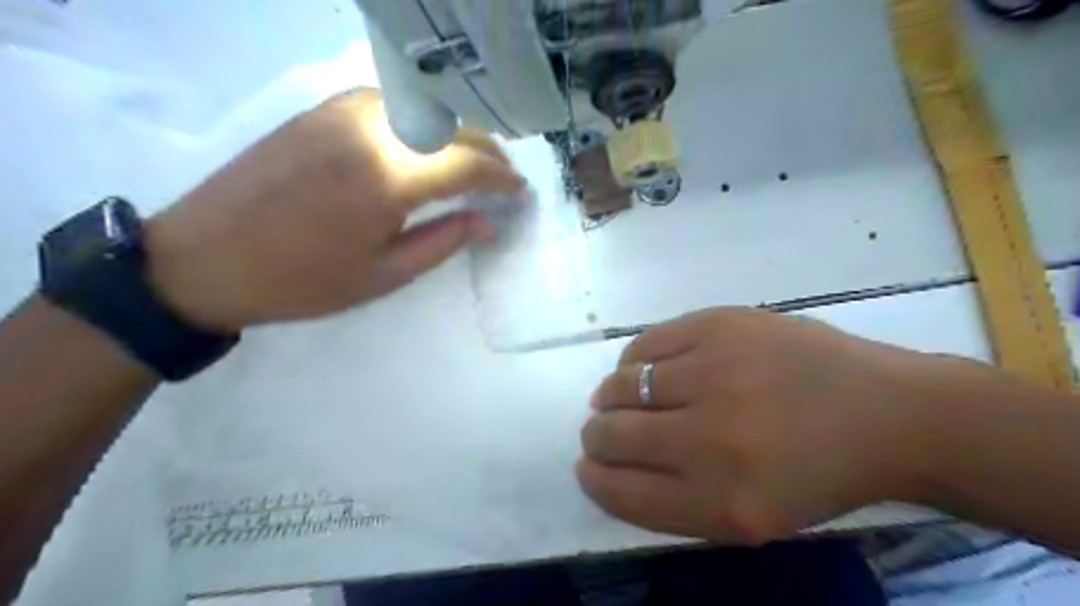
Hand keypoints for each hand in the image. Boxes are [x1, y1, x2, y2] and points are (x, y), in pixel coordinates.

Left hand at [144, 88, 524, 331]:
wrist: (203, 259)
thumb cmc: (301, 281)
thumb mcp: (383, 275)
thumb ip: (442, 242)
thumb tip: (488, 221)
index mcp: (388, 180)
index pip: (466, 163)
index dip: (501, 176)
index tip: (520, 191)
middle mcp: (369, 133)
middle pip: (449, 129)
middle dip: (487, 151)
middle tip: (504, 176)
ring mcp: (340, 114)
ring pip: (421, 111)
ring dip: (456, 133)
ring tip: (472, 161)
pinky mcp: (318, 111)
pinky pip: (387, 104)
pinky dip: (419, 121)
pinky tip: (424, 143)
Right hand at [578, 308, 965, 543]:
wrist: (886, 411)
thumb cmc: (816, 473)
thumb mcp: (750, 517)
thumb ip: (673, 500)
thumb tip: (608, 463)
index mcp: (722, 503)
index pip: (623, 492)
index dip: (594, 478)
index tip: (588, 467)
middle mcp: (711, 439)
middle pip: (612, 436)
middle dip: (596, 437)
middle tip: (602, 430)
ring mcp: (715, 372)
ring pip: (621, 385)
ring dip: (610, 396)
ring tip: (619, 397)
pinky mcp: (719, 325)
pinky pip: (645, 344)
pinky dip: (634, 360)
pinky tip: (644, 367)